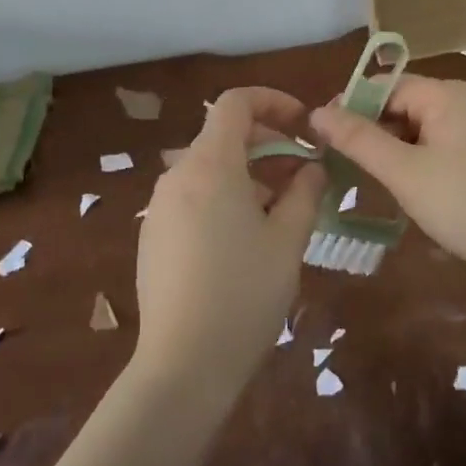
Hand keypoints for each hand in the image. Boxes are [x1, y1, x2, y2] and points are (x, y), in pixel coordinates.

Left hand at [133, 87, 325, 397]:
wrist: (183, 364)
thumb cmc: (245, 293)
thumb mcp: (288, 239)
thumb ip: (305, 192)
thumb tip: (313, 167)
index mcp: (210, 165)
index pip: (235, 103)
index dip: (273, 101)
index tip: (303, 125)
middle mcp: (177, 175)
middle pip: (223, 135)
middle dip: (267, 143)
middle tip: (303, 172)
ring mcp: (159, 207)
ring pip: (209, 169)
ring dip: (248, 173)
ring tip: (281, 209)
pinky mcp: (152, 236)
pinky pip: (192, 197)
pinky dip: (223, 197)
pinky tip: (245, 238)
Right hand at [309, 74, 465, 296]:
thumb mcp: (404, 171)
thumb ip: (359, 139)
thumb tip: (317, 111)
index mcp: (446, 95)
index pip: (386, 86)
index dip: (351, 106)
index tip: (319, 137)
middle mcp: (461, 106)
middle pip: (401, 107)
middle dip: (369, 132)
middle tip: (335, 164)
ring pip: (415, 134)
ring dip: (388, 154)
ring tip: (361, 181)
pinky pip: (433, 155)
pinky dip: (411, 169)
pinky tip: (398, 194)